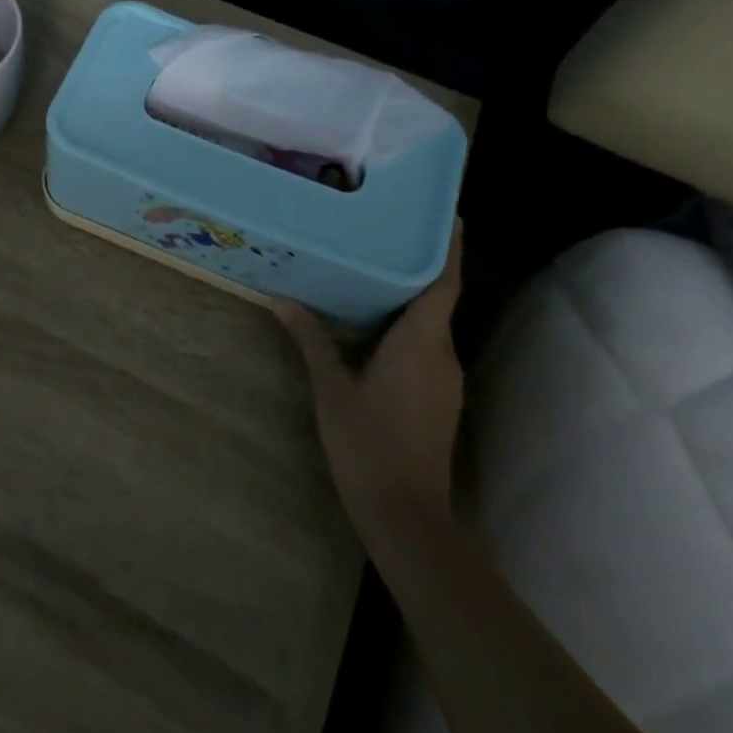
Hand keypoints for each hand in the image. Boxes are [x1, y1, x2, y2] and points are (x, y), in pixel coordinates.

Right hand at [274, 221, 464, 535]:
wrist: (407, 517)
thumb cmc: (369, 444)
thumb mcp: (331, 387)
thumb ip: (311, 339)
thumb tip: (282, 299)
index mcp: (422, 342)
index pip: (443, 282)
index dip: (450, 247)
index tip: (448, 215)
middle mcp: (442, 355)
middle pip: (437, 298)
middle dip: (417, 266)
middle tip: (385, 233)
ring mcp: (444, 380)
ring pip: (430, 325)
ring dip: (408, 298)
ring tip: (372, 270)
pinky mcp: (438, 399)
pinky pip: (425, 347)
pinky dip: (405, 327)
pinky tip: (372, 324)